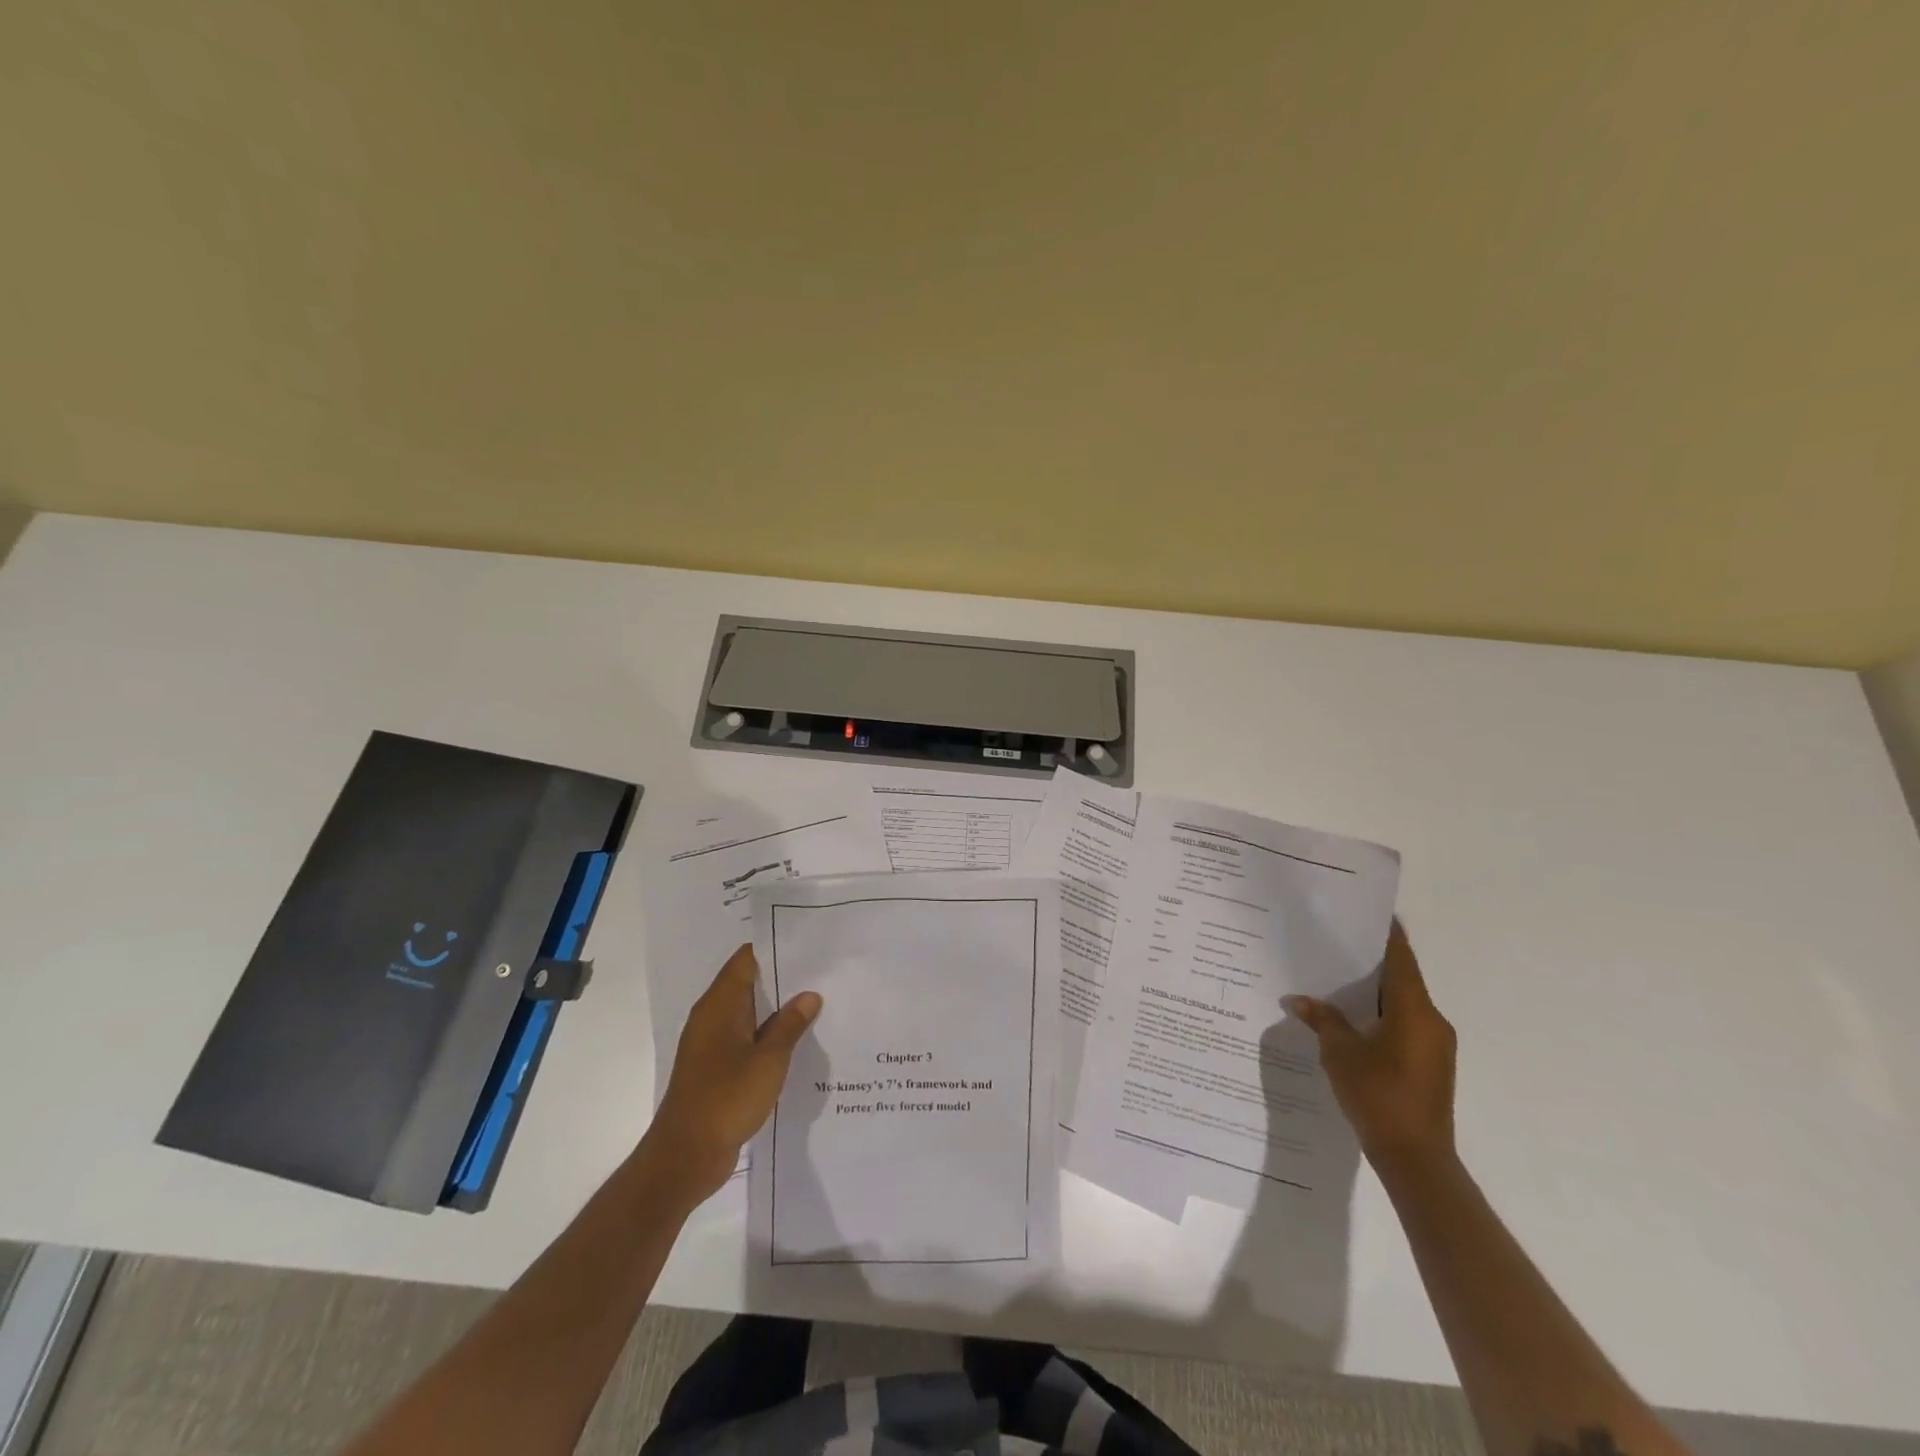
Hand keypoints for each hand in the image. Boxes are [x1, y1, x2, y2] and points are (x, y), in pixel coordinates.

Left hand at [646, 944, 821, 1201]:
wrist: (685, 1157)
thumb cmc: (727, 1099)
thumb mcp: (769, 1060)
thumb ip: (790, 1025)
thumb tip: (809, 995)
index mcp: (719, 1006)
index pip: (746, 960)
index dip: (775, 947)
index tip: (808, 943)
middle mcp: (712, 1018)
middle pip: (748, 984)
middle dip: (783, 977)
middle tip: (823, 971)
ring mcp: (712, 1045)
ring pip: (749, 1014)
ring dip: (778, 1010)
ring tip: (818, 1002)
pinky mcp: (716, 1069)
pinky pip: (746, 1039)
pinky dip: (768, 1036)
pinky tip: (797, 1042)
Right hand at [1284, 921, 1455, 1170]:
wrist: (1415, 1159)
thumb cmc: (1379, 1095)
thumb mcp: (1340, 1053)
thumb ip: (1322, 1019)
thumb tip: (1298, 999)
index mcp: (1414, 1010)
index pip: (1401, 959)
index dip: (1387, 935)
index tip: (1369, 913)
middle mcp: (1431, 1021)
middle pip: (1401, 979)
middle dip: (1371, 962)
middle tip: (1336, 943)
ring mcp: (1435, 1045)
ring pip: (1402, 1004)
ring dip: (1374, 992)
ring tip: (1336, 979)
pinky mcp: (1430, 1065)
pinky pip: (1404, 1025)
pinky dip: (1380, 1015)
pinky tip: (1351, 1019)